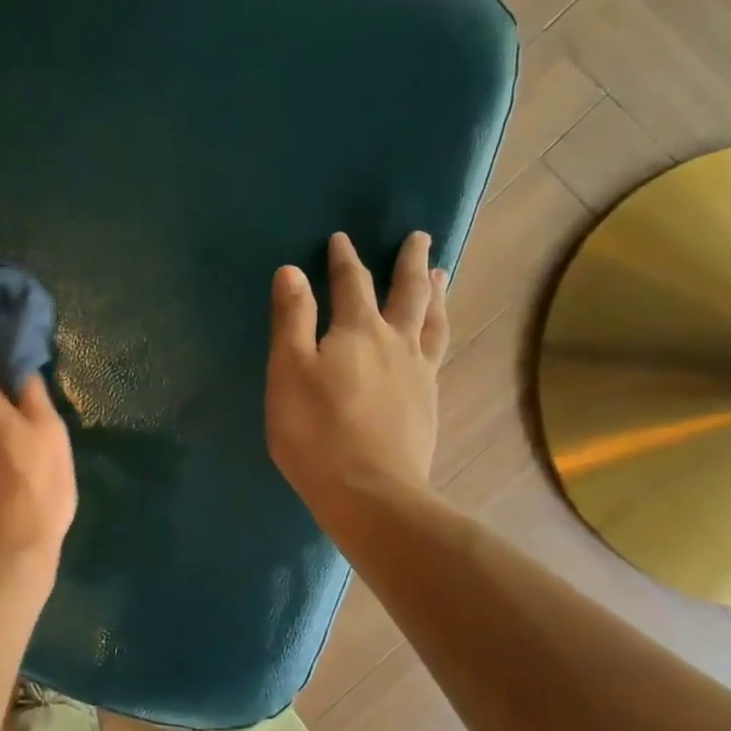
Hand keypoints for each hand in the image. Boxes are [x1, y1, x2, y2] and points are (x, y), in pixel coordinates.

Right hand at [266, 231, 448, 527]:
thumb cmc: (316, 430)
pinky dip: (439, 331)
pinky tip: (434, 338)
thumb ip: (292, 318)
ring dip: (435, 294)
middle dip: (410, 263)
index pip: (352, 283)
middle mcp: (396, 343)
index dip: (345, 259)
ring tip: (442, 275)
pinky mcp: (427, 403)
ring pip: (433, 321)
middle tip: (421, 238)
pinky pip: (437, 352)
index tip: (341, 239)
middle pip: (408, 294)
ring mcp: (418, 374)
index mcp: (358, 331)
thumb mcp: (289, 370)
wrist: (370, 492)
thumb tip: (292, 270)